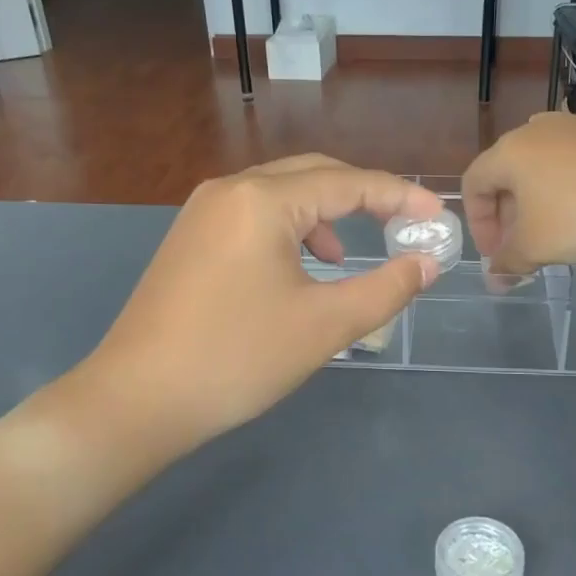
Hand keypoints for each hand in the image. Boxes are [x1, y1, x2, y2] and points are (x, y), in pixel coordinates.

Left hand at [85, 156, 443, 456]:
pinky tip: (298, 271)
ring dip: (324, 216)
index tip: (438, 216)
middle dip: (363, 198)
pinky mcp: (190, 239)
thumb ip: (386, 289)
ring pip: (281, 196)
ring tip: (344, 260)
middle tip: (402, 226)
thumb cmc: (237, 358)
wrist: (138, 399)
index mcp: (262, 200)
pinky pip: (254, 217)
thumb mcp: (324, 326)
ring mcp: (202, 213)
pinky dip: (290, 232)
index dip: (400, 196)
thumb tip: (426, 263)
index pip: (348, 183)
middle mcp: (230, 190)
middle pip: (313, 176)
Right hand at [462, 112, 575, 276]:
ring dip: (539, 198)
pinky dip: (573, 181)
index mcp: (508, 151)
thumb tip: (495, 279)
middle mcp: (537, 129)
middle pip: (507, 174)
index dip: (478, 224)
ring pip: (543, 165)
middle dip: (508, 215)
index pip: (473, 184)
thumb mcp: (535, 247)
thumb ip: (508, 263)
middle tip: (521, 247)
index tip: (496, 255)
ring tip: (554, 228)